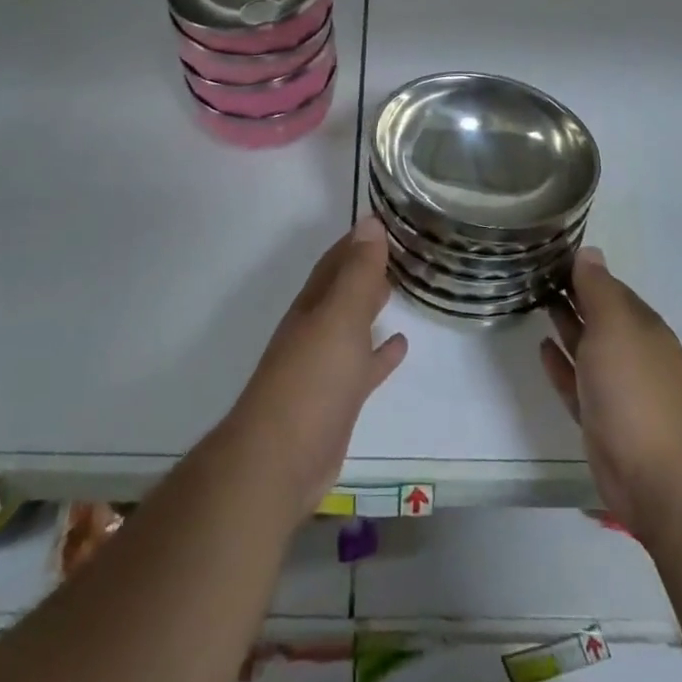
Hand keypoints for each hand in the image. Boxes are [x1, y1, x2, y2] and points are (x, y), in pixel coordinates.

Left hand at [225, 217, 408, 520]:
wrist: (280, 460)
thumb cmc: (312, 381)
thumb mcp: (339, 318)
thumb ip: (357, 273)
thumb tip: (370, 222)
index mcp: (313, 306)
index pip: (336, 261)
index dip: (358, 241)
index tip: (386, 221)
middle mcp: (316, 329)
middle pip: (343, 289)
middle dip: (365, 268)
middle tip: (399, 248)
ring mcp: (325, 366)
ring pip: (353, 325)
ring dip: (372, 305)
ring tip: (400, 286)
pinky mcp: (338, 399)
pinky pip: (363, 365)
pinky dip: (380, 352)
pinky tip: (401, 344)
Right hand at [542, 249, 681, 543]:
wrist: (656, 474)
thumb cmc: (634, 388)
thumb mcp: (615, 326)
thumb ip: (598, 289)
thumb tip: (589, 252)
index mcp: (640, 326)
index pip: (609, 287)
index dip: (582, 270)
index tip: (548, 253)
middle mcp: (631, 352)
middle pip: (598, 315)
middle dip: (571, 294)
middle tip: (533, 273)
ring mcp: (616, 387)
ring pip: (586, 347)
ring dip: (565, 324)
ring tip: (534, 301)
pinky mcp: (599, 417)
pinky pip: (575, 381)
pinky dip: (560, 363)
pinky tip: (543, 347)